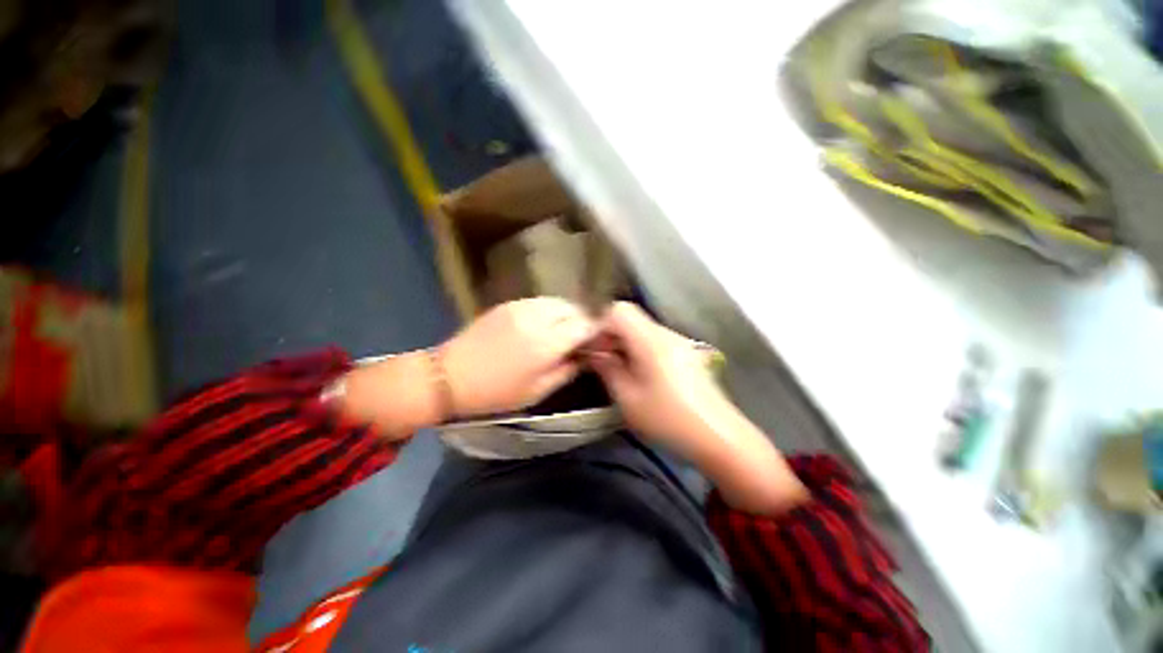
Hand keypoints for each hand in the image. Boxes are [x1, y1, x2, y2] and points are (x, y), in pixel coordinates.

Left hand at [440, 297, 595, 417]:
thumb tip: (585, 356)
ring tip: (564, 329)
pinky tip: (544, 324)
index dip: (595, 330)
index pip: (583, 326)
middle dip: (583, 320)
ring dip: (567, 313)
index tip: (598, 340)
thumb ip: (567, 371)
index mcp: (546, 343)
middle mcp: (537, 318)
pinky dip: (550, 310)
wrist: (449, 376)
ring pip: (557, 301)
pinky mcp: (508, 303)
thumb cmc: (495, 393)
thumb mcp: (536, 391)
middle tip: (582, 336)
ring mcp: (521, 306)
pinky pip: (540, 301)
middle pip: (573, 308)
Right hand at [587, 302, 732, 456]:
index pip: (619, 310)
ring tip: (615, 368)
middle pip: (630, 318)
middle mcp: (666, 333)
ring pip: (641, 329)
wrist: (719, 437)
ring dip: (623, 343)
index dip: (599, 324)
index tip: (590, 347)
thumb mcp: (628, 398)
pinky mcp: (684, 353)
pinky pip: (653, 341)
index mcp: (651, 340)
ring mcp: (678, 342)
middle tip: (598, 360)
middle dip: (609, 334)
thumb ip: (607, 369)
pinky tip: (636, 373)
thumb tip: (593, 352)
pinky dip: (637, 349)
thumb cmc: (668, 419)